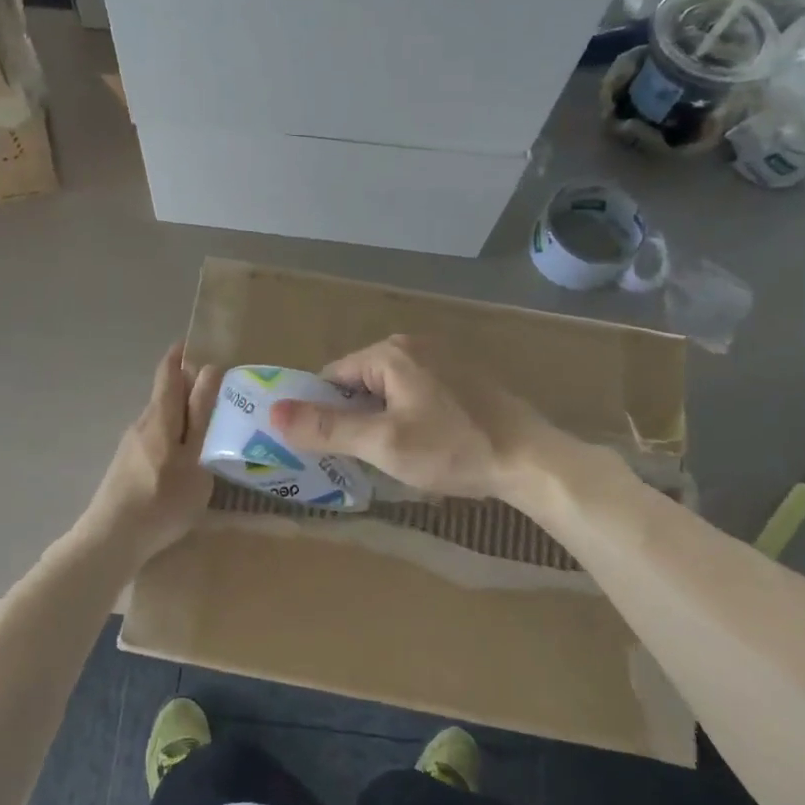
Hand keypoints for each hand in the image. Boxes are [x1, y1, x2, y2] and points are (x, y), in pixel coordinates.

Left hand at [76, 344, 223, 563]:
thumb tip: (210, 371)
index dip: (182, 355)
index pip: (169, 372)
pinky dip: (175, 439)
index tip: (201, 346)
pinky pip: (156, 440)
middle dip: (191, 390)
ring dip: (184, 419)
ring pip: (162, 421)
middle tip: (224, 399)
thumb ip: (202, 416)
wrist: (111, 540)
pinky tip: (188, 463)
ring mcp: (131, 447)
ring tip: (213, 433)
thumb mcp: (194, 458)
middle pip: (166, 396)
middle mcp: (142, 424)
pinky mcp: (127, 467)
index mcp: (160, 417)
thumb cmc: (162, 499)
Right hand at [269, 335, 545, 499]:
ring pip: (391, 389)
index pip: (332, 377)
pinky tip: (426, 445)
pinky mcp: (465, 377)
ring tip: (393, 457)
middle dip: (355, 417)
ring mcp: (444, 358)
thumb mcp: (382, 443)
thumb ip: (326, 427)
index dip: (322, 412)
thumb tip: (272, 412)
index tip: (326, 447)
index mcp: (390, 353)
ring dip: (383, 419)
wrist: (532, 459)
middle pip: (361, 381)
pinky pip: (418, 393)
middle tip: (361, 457)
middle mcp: (414, 344)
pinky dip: (411, 415)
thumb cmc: (453, 449)